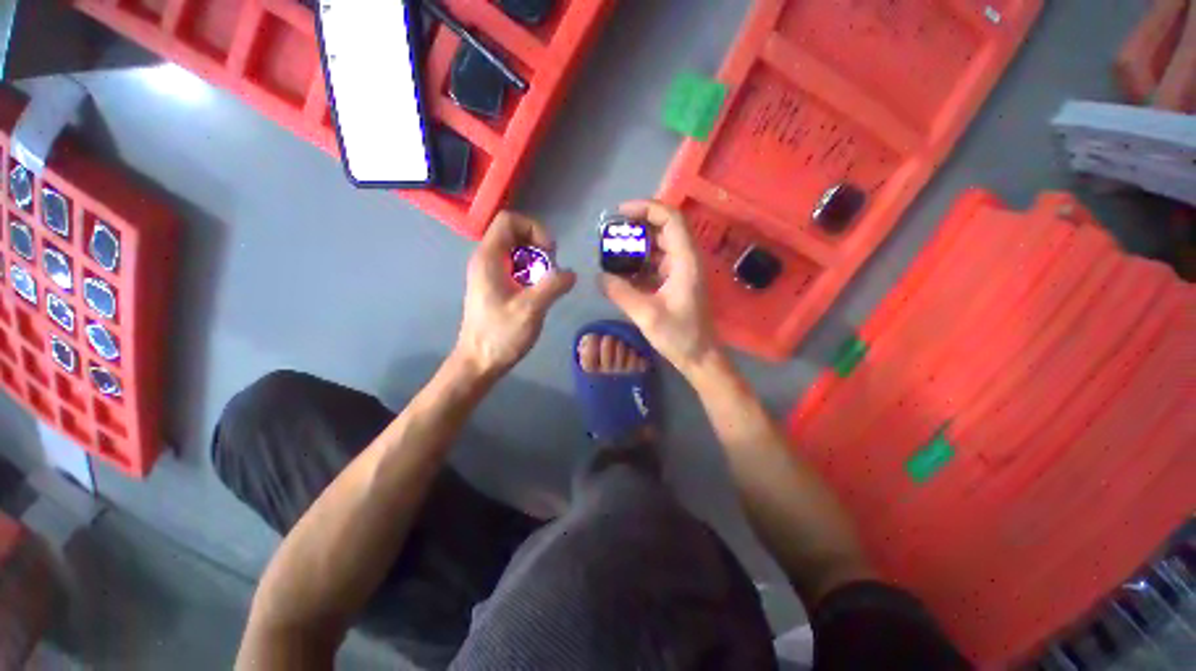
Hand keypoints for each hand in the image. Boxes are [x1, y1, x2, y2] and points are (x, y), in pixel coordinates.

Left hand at [455, 212, 575, 377]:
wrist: (479, 362)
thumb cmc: (500, 335)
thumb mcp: (531, 309)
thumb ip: (553, 286)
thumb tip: (572, 273)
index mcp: (489, 258)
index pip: (509, 220)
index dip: (534, 228)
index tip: (550, 253)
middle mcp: (486, 259)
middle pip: (514, 232)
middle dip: (539, 246)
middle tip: (551, 269)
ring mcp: (490, 273)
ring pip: (517, 250)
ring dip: (537, 261)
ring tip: (547, 282)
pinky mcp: (495, 286)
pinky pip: (516, 267)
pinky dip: (532, 273)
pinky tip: (539, 292)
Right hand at [601, 200, 721, 375]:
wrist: (699, 357)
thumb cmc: (679, 336)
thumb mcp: (646, 314)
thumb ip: (620, 292)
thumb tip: (599, 276)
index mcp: (685, 261)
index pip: (670, 219)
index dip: (646, 208)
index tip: (620, 213)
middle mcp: (686, 260)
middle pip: (663, 229)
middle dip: (636, 227)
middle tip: (610, 233)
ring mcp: (681, 271)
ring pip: (658, 247)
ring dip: (636, 246)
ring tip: (611, 252)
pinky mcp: (675, 282)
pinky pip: (655, 264)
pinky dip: (638, 264)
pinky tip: (621, 273)